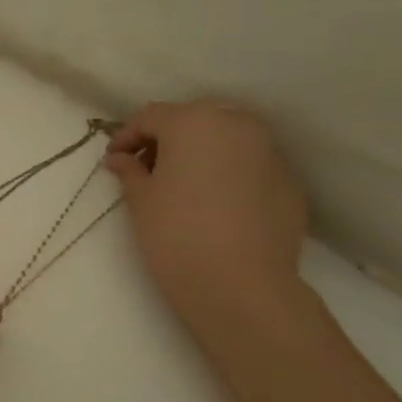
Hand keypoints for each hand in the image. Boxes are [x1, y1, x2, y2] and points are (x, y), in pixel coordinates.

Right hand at [103, 101, 307, 327]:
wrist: (241, 285)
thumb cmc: (176, 233)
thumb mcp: (140, 200)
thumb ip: (130, 171)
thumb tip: (121, 159)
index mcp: (194, 122)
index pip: (151, 116)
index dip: (127, 136)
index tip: (113, 160)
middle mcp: (237, 126)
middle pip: (194, 118)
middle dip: (168, 136)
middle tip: (147, 166)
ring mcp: (269, 152)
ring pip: (227, 138)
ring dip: (201, 151)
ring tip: (182, 183)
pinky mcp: (288, 182)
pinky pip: (250, 165)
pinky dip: (228, 172)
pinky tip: (214, 203)